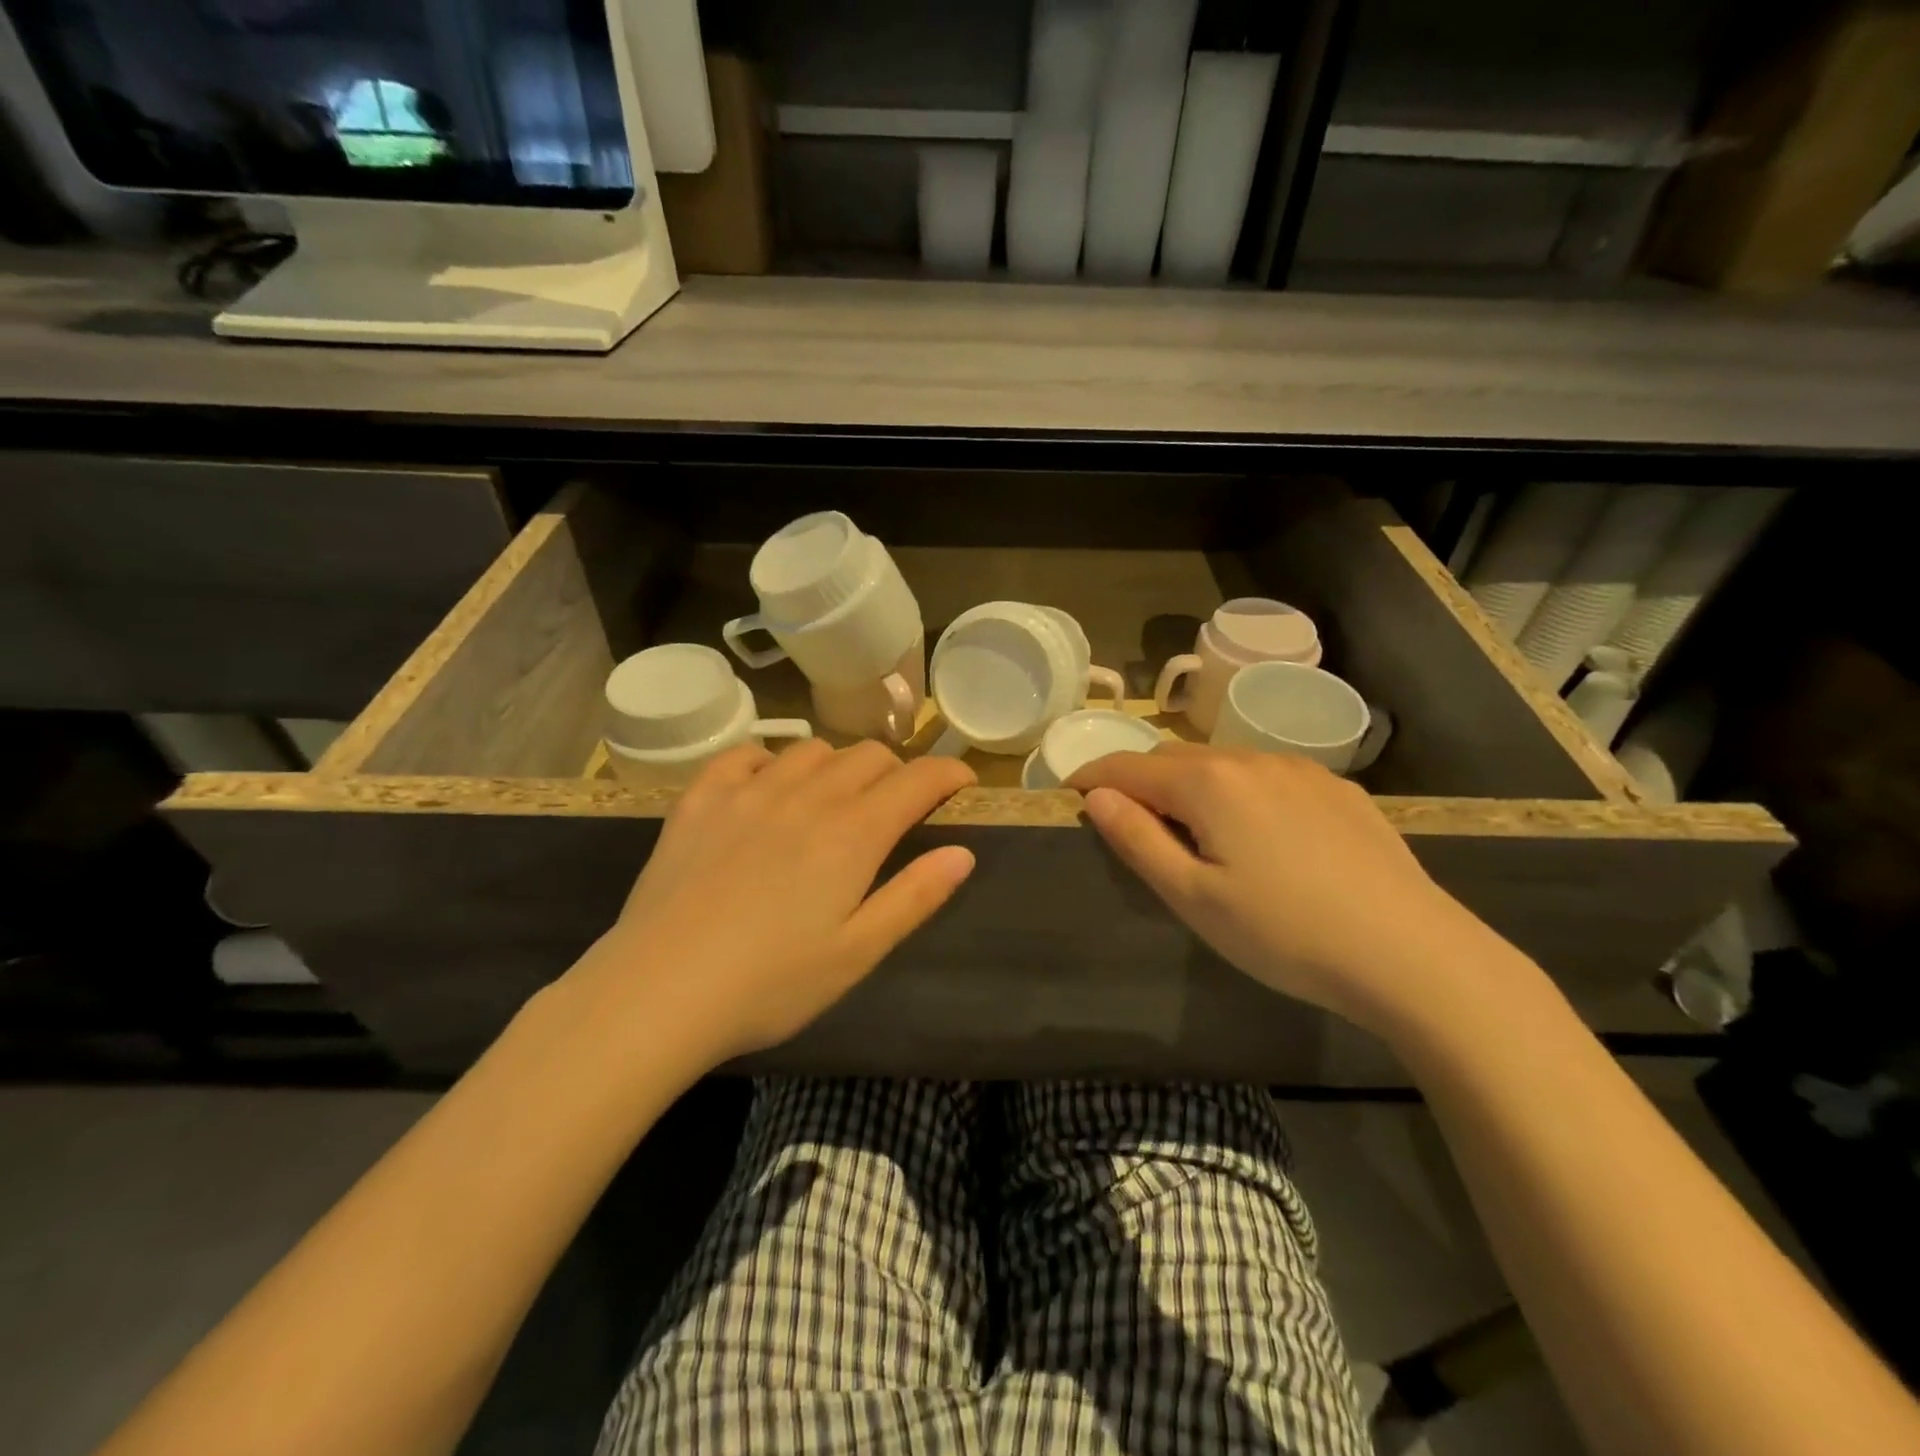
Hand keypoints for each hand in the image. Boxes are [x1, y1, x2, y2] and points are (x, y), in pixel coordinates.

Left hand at [572, 740, 976, 1066]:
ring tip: (834, 799)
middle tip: (896, 807)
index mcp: (853, 834)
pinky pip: (746, 754)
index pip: (917, 780)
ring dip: (837, 766)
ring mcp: (749, 792)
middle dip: (897, 772)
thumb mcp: (858, 952)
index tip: (961, 783)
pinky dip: (771, 761)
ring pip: (812, 750)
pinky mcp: (701, 799)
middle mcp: (807, 797)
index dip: (948, 774)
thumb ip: (915, 897)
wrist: (658, 992)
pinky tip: (768, 788)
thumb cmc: (770, 984)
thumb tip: (962, 853)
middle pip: (868, 756)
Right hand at [1070, 743, 1517, 1040]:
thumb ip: (1137, 839)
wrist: (1412, 954)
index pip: (1129, 766)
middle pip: (1175, 759)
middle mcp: (1251, 759)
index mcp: (1208, 782)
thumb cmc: (1284, 933)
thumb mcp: (1193, 897)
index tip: (1071, 795)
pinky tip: (1262, 837)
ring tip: (1197, 835)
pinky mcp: (1338, 789)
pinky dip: (1241, 793)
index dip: (1093, 777)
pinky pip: (1268, 777)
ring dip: (1193, 787)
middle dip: (1143, 783)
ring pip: (1224, 765)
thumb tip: (1096, 796)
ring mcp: (1301, 770)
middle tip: (1133, 827)